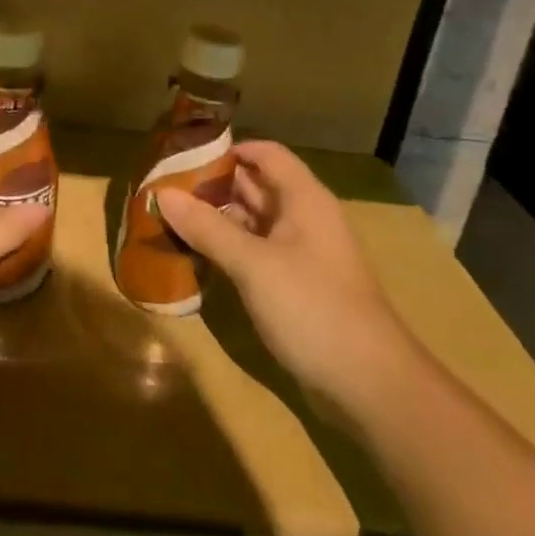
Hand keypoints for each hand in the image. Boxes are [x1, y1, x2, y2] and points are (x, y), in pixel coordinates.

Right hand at [158, 141, 419, 419]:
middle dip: (211, 185)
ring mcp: (300, 254)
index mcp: (303, 199)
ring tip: (168, 218)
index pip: (264, 153)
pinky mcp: (295, 286)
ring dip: (215, 219)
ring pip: (252, 222)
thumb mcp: (253, 264)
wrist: (372, 386)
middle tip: (162, 187)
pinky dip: (226, 249)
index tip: (183, 154)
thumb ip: (207, 227)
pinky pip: (254, 253)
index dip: (227, 149)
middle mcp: (303, 218)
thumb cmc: (314, 308)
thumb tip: (162, 193)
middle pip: (254, 186)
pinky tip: (194, 255)